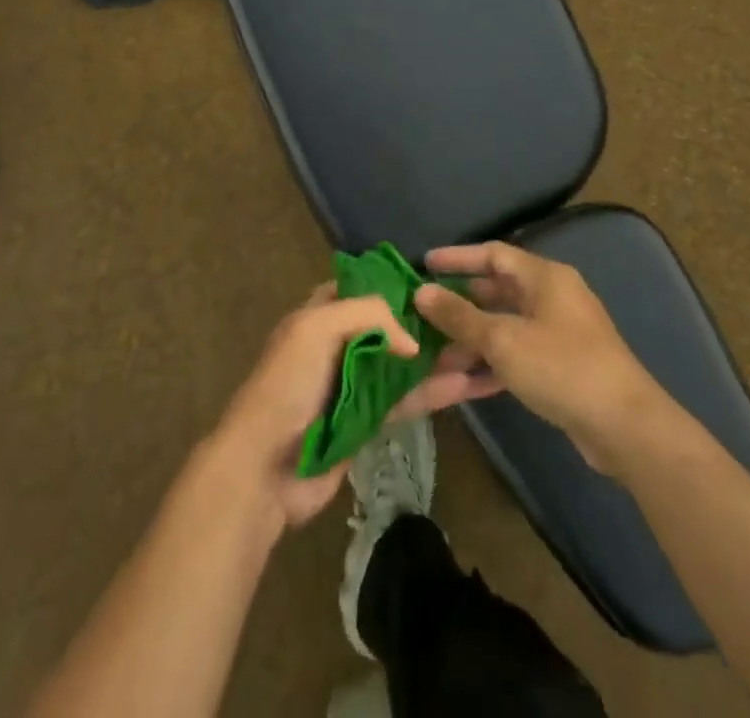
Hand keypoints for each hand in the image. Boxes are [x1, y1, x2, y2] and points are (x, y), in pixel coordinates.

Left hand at [207, 284, 486, 529]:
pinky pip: (406, 399)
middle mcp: (339, 343)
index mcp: (320, 314)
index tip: (438, 282)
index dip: (397, 284)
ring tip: (484, 349)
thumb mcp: (317, 329)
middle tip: (474, 317)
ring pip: (404, 363)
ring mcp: (354, 384)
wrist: (264, 467)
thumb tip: (412, 341)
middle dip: (429, 322)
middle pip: (391, 326)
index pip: (363, 288)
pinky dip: (434, 391)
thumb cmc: (288, 385)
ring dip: (440, 358)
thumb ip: (368, 315)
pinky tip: (469, 386)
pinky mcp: (368, 421)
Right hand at [414, 242, 664, 473]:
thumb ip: (459, 315)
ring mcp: (557, 335)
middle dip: (458, 306)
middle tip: (422, 314)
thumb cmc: (563, 367)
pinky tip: (459, 384)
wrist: (627, 429)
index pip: (492, 254)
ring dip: (469, 342)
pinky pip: (515, 357)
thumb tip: (420, 292)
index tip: (424, 264)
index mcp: (544, 277)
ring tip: (432, 357)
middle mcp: (551, 298)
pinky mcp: (559, 369)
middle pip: (495, 293)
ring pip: (502, 329)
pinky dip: (489, 366)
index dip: (457, 258)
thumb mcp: (503, 340)